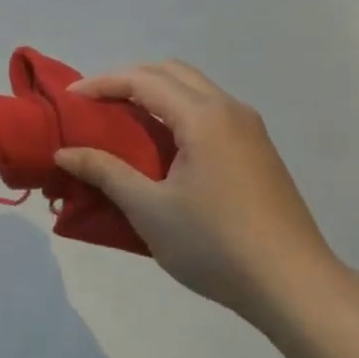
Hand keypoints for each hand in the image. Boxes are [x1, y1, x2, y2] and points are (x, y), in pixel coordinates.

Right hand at [54, 61, 345, 326]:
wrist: (294, 285)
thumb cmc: (214, 244)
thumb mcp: (149, 210)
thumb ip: (105, 172)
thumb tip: (64, 153)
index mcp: (203, 117)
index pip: (143, 80)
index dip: (102, 83)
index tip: (70, 99)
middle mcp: (229, 110)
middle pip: (171, 72)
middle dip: (129, 80)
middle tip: (96, 105)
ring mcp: (250, 129)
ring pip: (194, 89)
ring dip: (156, 93)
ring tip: (124, 121)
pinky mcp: (259, 150)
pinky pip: (210, 111)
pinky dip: (178, 111)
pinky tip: (164, 145)